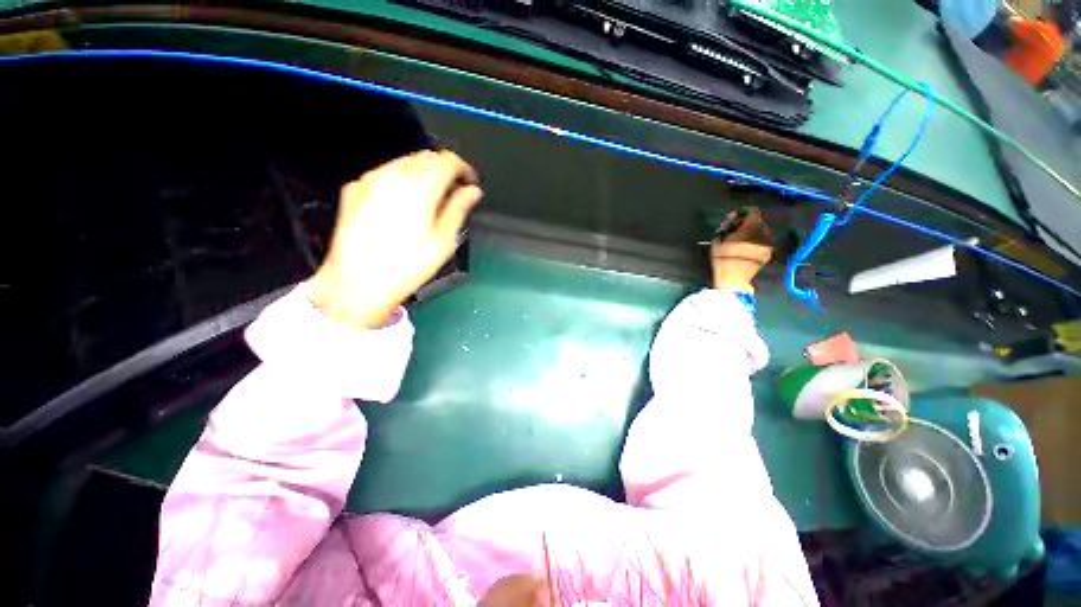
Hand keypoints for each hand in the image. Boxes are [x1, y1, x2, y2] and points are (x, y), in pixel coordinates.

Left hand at [307, 150, 481, 327]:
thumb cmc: (406, 265)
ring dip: (422, 173)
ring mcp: (371, 180)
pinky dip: (400, 181)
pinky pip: (383, 174)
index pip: (448, 160)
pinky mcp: (355, 189)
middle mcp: (395, 175)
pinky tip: (403, 204)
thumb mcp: (444, 240)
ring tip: (429, 199)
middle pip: (426, 157)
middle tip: (452, 191)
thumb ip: (459, 209)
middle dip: (443, 169)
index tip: (469, 182)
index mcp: (422, 186)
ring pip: (404, 162)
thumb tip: (471, 192)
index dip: (463, 169)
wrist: (359, 282)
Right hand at [710, 207, 773, 290]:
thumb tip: (733, 214)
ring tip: (742, 241)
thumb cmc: (723, 257)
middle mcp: (764, 231)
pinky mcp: (769, 252)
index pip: (753, 211)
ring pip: (762, 232)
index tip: (736, 219)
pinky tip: (748, 249)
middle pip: (758, 221)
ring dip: (753, 234)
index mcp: (752, 225)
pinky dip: (757, 242)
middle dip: (749, 224)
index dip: (744, 213)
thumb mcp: (718, 238)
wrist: (734, 278)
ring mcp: (768, 242)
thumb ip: (726, 224)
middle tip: (736, 232)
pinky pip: (764, 242)